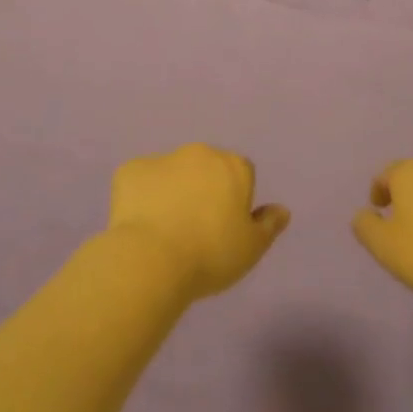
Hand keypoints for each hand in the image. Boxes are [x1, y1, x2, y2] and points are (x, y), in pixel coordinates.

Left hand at [108, 144, 288, 300]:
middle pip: (207, 167)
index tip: (226, 226)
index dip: (236, 198)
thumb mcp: (251, 248)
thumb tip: (282, 209)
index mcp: (232, 166)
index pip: (242, 173)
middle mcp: (199, 153)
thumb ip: (268, 225)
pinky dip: (142, 196)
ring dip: (173, 190)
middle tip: (196, 227)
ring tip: (165, 229)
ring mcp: (162, 158)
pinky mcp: (130, 170)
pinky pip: (141, 180)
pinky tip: (140, 224)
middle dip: (204, 188)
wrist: (152, 258)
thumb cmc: (210, 254)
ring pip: (172, 172)